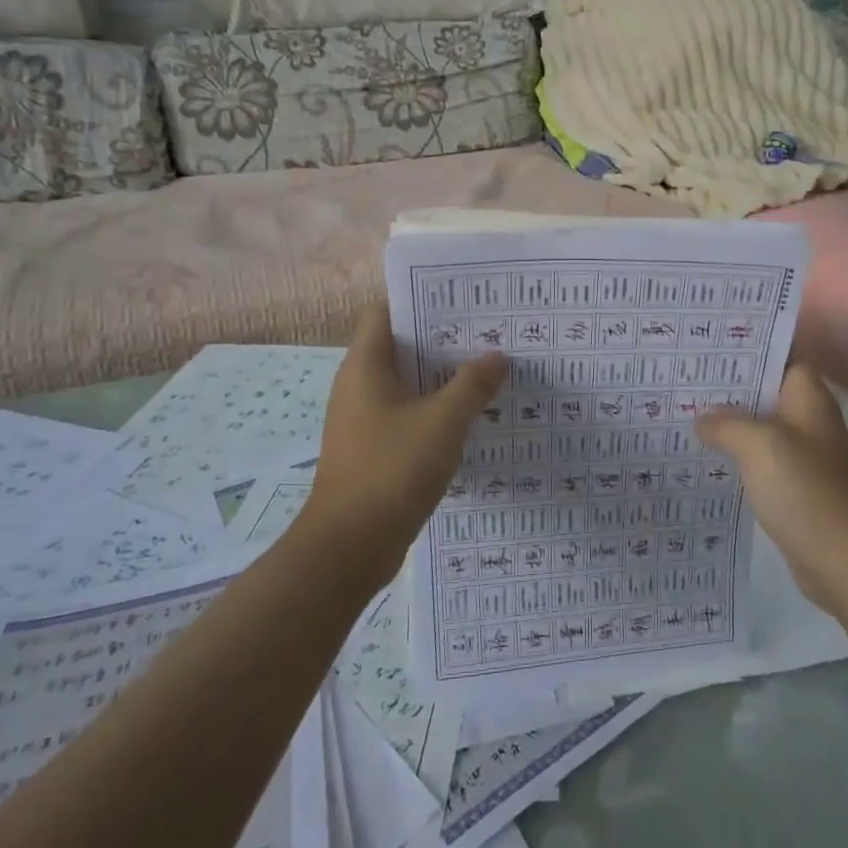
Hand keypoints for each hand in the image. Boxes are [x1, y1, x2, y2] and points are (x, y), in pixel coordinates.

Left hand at [297, 300, 505, 583]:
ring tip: (486, 370)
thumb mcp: (443, 421)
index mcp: (365, 365)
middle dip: (442, 340)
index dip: (420, 300)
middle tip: (487, 334)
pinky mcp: (372, 449)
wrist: (349, 547)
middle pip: (400, 346)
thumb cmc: (392, 470)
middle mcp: (358, 385)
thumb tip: (497, 355)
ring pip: (405, 384)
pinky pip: (406, 415)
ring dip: (441, 378)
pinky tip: (469, 417)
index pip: (385, 311)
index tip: (461, 301)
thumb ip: (473, 384)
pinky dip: (433, 410)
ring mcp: (363, 419)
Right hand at [694, 365, 847, 615]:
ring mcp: (803, 453)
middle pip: (766, 390)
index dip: (749, 347)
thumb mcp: (757, 444)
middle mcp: (808, 419)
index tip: (711, 345)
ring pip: (760, 425)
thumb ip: (725, 423)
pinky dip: (736, 453)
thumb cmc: (803, 488)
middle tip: (686, 376)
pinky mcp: (794, 484)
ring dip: (730, 420)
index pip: (781, 356)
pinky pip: (760, 457)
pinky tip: (705, 453)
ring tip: (686, 409)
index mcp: (808, 398)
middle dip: (730, 385)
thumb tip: (701, 418)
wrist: (841, 558)